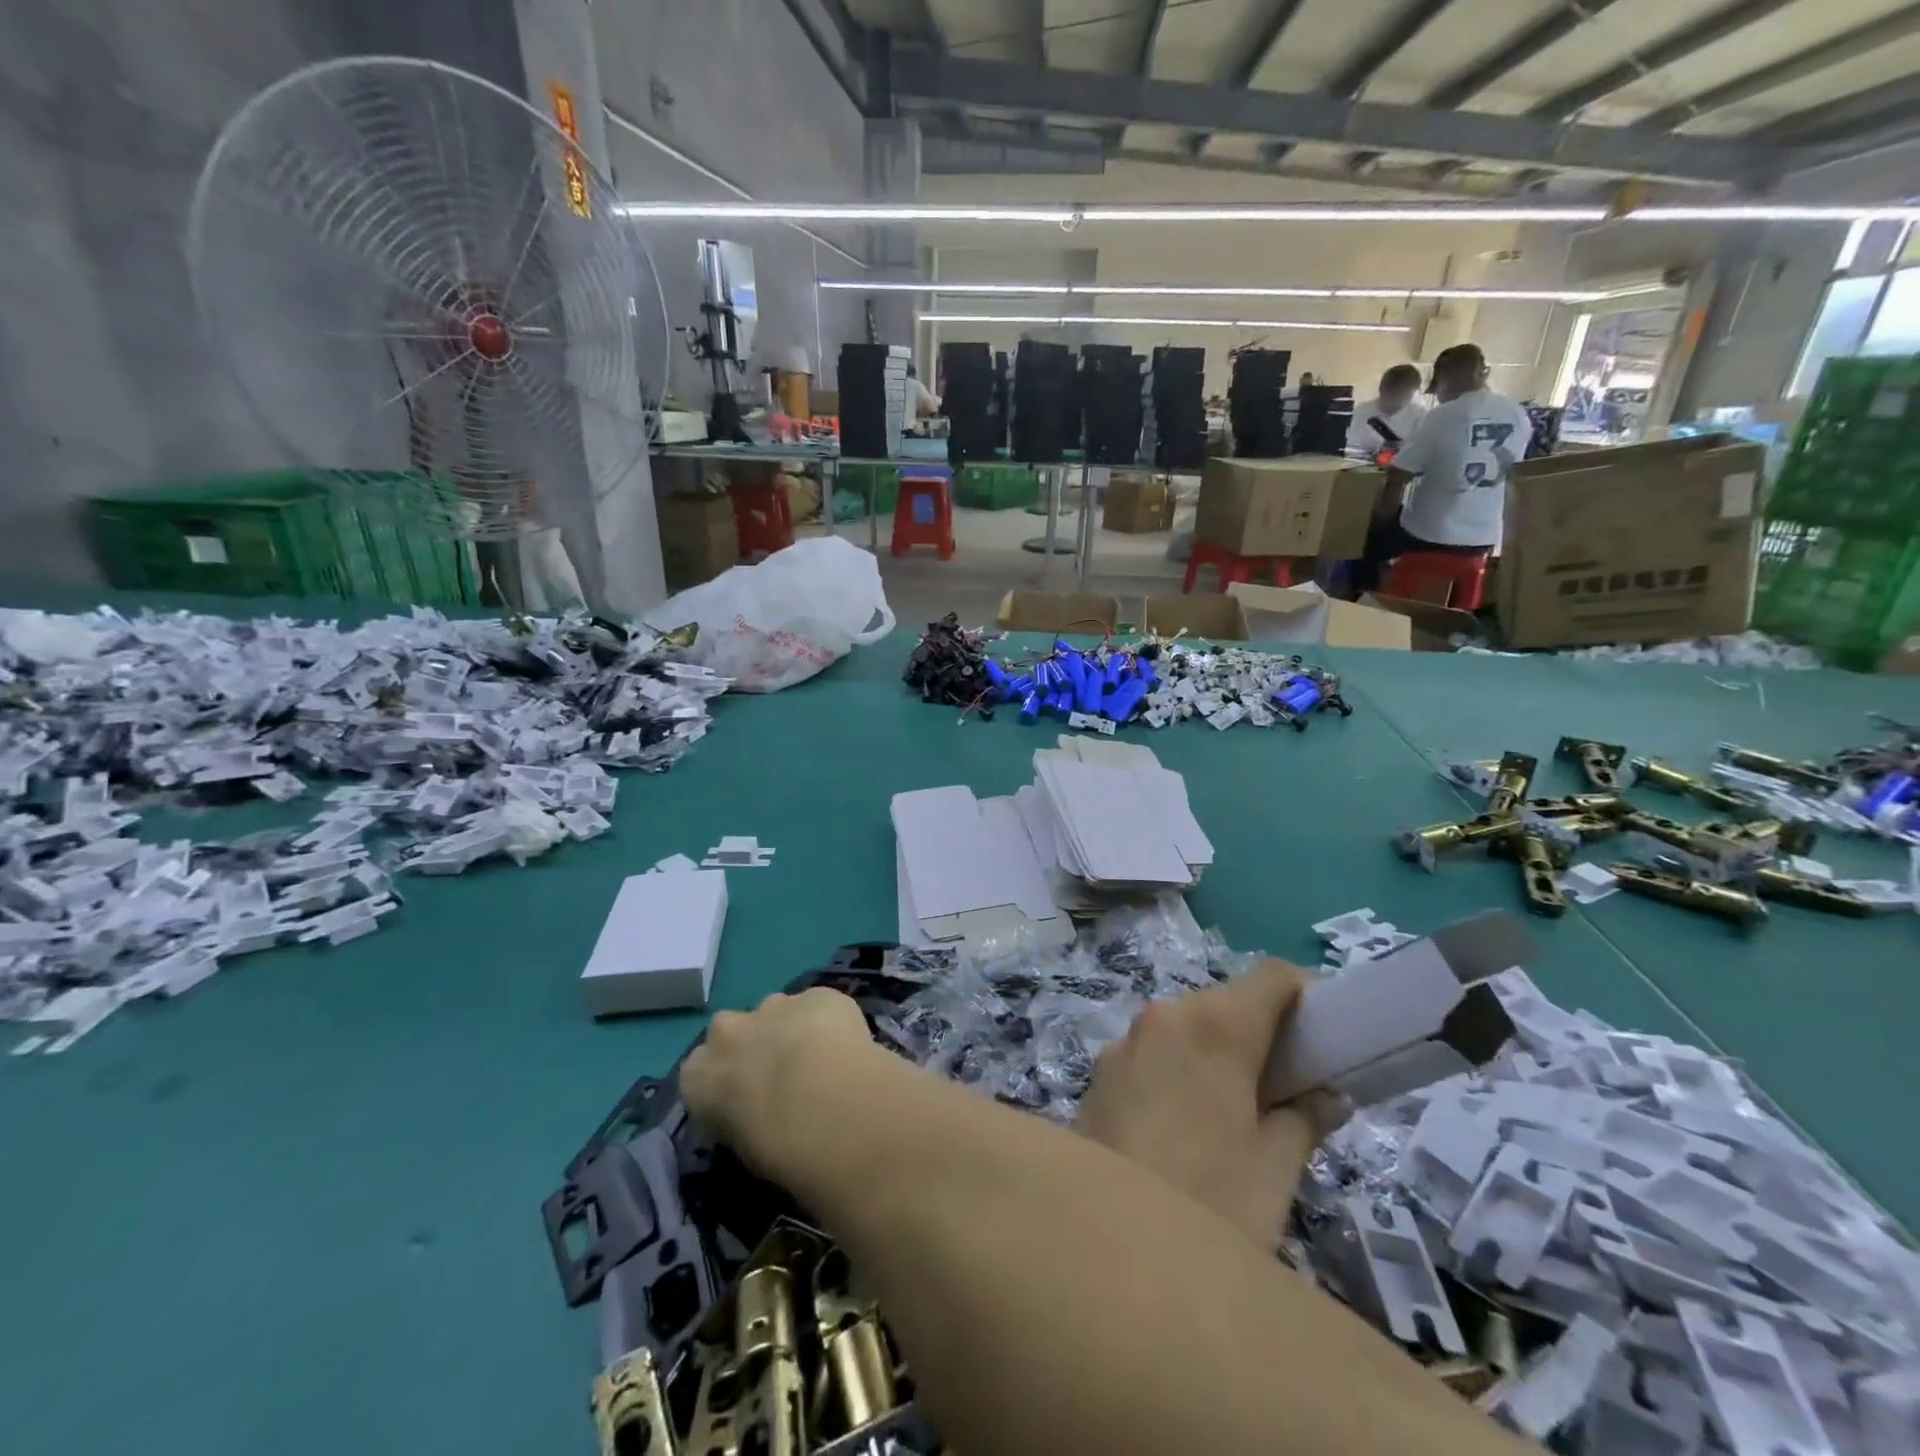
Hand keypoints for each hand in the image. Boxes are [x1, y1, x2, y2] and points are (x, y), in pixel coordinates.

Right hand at [680, 988, 886, 1188]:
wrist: (835, 1106)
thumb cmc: (781, 1146)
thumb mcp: (743, 1147)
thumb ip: (738, 1115)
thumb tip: (754, 1109)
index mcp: (698, 1075)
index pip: (700, 1074)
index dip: (726, 1085)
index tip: (745, 1101)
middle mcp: (728, 1031)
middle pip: (732, 1030)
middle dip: (752, 1044)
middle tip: (782, 1075)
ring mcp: (774, 1005)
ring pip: (776, 1010)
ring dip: (789, 1028)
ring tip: (819, 1060)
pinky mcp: (817, 994)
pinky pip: (817, 1006)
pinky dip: (828, 1021)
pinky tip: (845, 1046)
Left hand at [1075, 960, 1348, 1249]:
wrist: (1104, 1249)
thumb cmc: (1209, 1203)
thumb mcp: (1275, 1169)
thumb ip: (1304, 1118)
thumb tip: (1325, 1094)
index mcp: (1214, 1024)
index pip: (1272, 977)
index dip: (1307, 996)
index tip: (1328, 1038)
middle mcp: (1165, 1015)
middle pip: (1226, 1002)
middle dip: (1263, 1032)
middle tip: (1292, 1085)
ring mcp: (1125, 1041)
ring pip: (1187, 1027)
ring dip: (1219, 1052)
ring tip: (1242, 1111)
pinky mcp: (1100, 1071)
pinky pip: (1154, 1053)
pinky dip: (1181, 1069)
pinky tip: (1190, 1124)